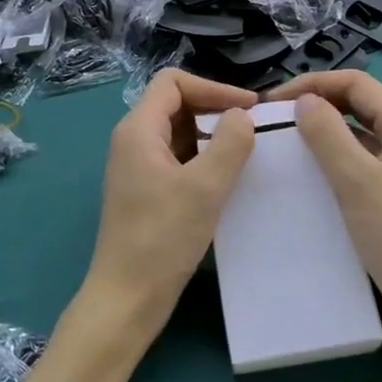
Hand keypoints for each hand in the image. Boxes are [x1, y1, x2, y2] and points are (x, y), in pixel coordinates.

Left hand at [79, 69, 256, 346]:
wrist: (127, 298)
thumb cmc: (162, 238)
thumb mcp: (205, 187)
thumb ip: (229, 144)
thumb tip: (242, 116)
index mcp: (138, 130)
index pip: (174, 82)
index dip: (213, 87)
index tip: (249, 108)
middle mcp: (133, 141)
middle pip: (176, 104)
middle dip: (215, 109)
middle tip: (254, 128)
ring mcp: (138, 167)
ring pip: (179, 132)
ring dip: (212, 135)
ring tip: (248, 151)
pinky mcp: (146, 190)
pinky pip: (178, 158)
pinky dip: (203, 158)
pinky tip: (228, 177)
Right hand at [268, 71, 381, 348]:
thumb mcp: (357, 182)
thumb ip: (328, 135)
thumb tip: (304, 101)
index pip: (356, 83)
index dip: (313, 84)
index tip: (275, 102)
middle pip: (358, 102)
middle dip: (317, 103)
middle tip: (276, 118)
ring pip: (358, 130)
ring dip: (324, 129)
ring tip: (286, 139)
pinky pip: (361, 157)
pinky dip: (335, 154)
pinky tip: (309, 170)